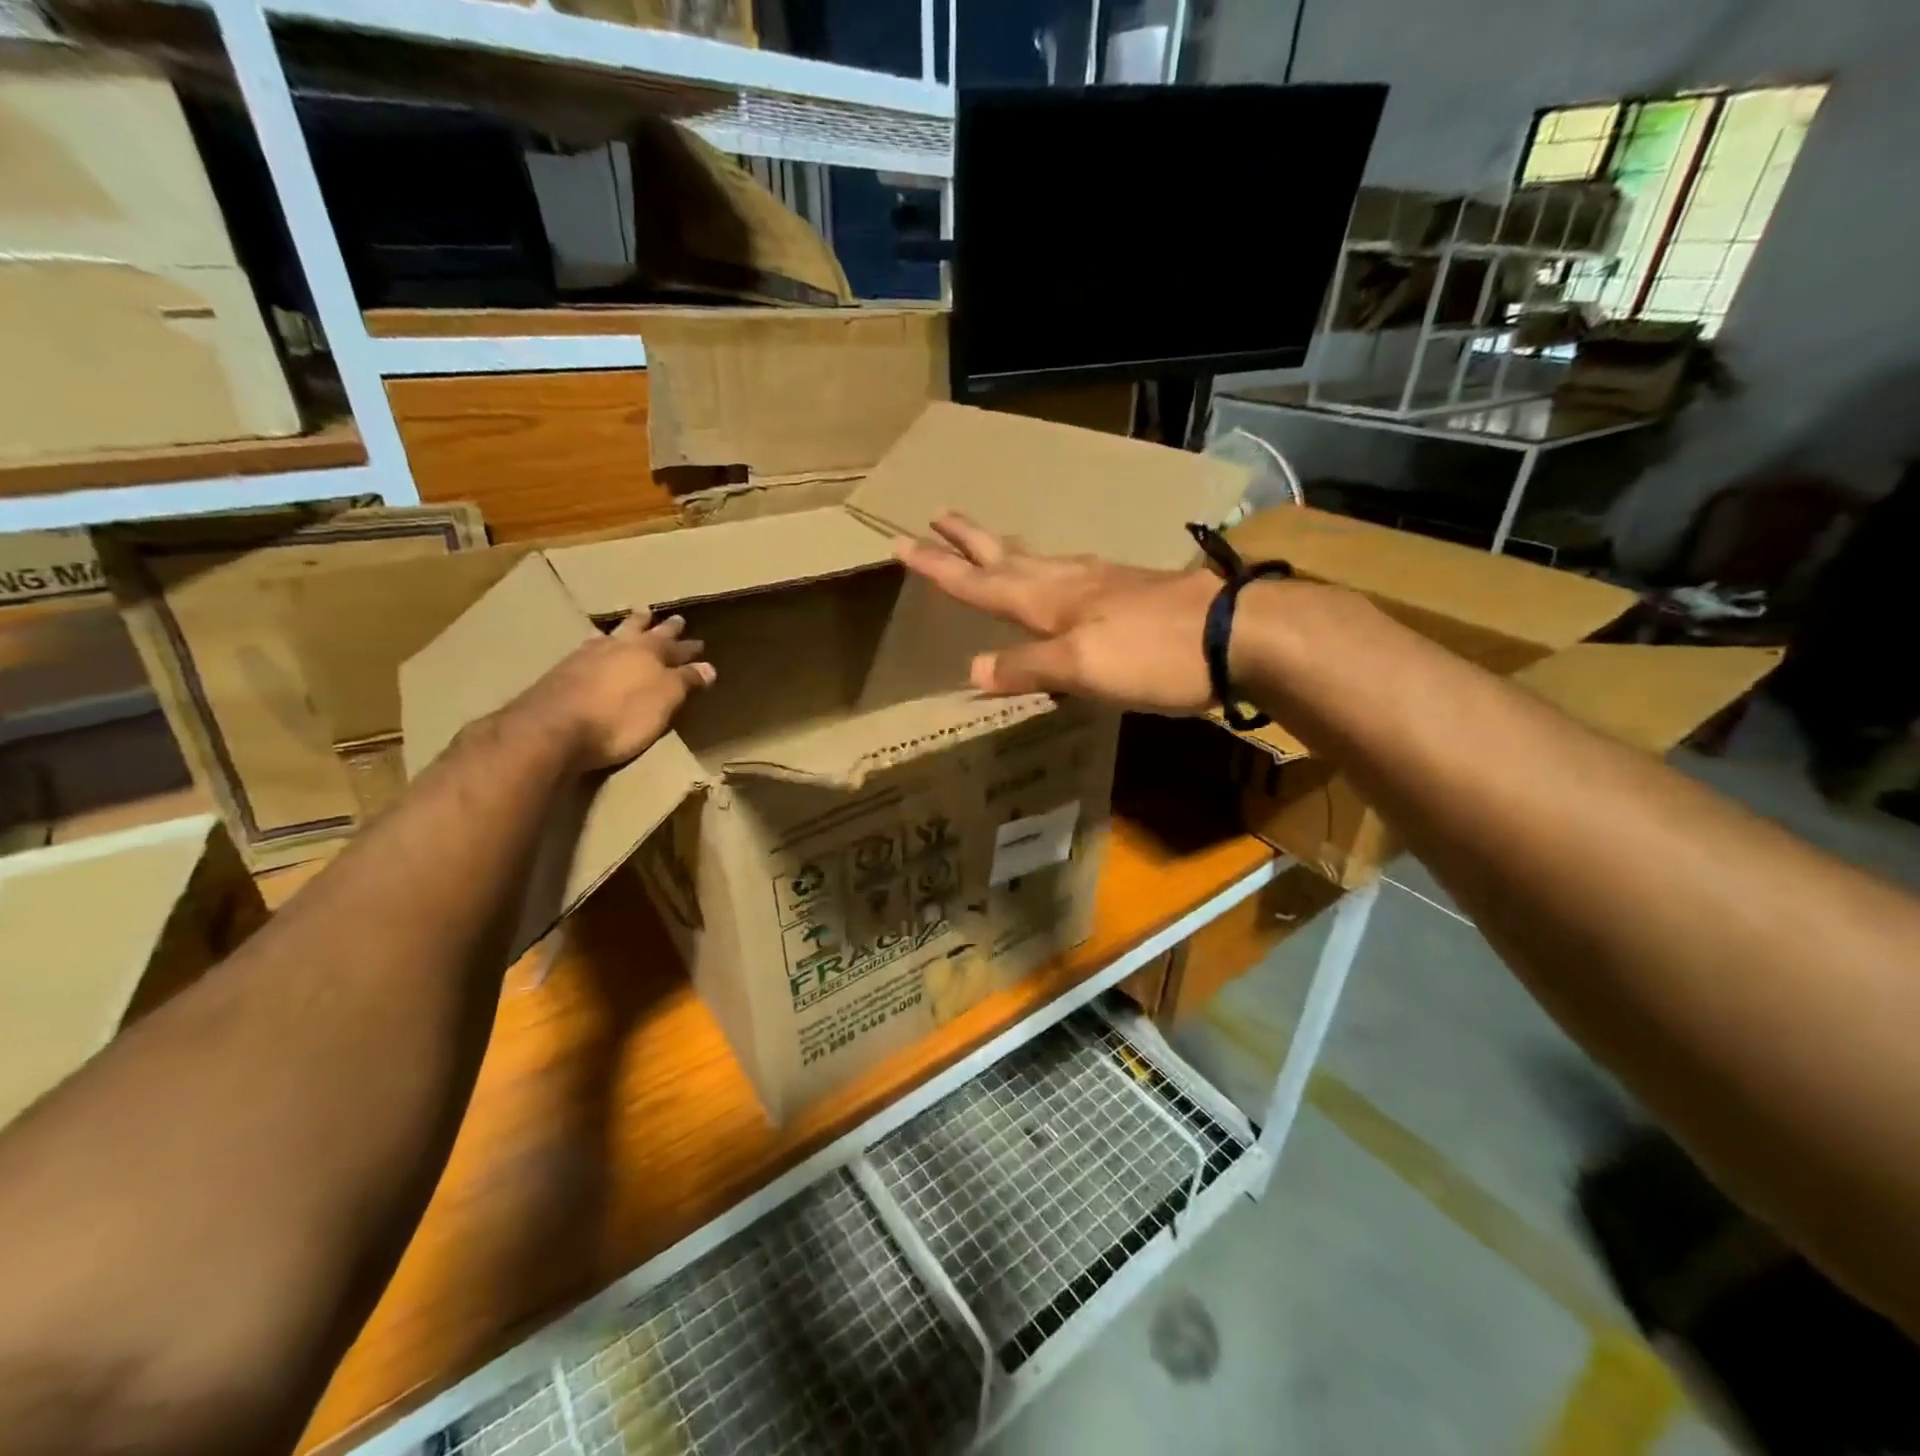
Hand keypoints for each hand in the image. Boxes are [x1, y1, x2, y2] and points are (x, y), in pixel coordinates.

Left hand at [516, 614, 714, 771]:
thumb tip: (709, 667)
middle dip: (659, 626)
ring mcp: (586, 656)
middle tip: (670, 617)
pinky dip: (598, 644)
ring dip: (625, 628)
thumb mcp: (665, 701)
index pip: (675, 646)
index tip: (700, 644)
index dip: (688, 648)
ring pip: (613, 634)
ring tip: (631, 620)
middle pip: (643, 630)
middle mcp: (618, 646)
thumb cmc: (621, 716)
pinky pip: (588, 648)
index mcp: (648, 653)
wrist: (554, 728)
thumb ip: (686, 681)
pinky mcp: (562, 671)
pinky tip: (594, 646)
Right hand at [893, 511, 1219, 713]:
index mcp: (1050, 601)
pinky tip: (1061, 573)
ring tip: (988, 541)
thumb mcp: (1083, 669)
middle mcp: (1070, 583)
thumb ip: (1029, 666)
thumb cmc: (1154, 654)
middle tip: (937, 514)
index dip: (941, 568)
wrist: (1238, 633)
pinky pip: (1073, 573)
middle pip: (1008, 556)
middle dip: (969, 541)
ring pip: (1041, 559)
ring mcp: (1104, 582)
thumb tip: (973, 668)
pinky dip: (1049, 568)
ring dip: (1007, 549)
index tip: (902, 546)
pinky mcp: (1132, 590)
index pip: (981, 583)